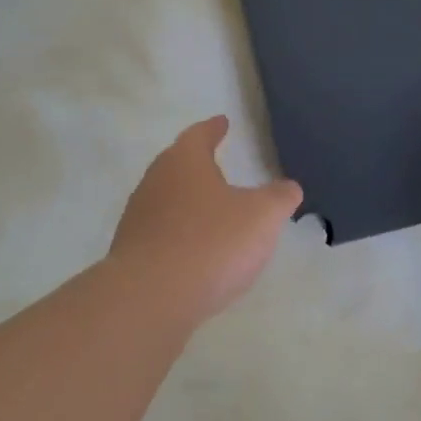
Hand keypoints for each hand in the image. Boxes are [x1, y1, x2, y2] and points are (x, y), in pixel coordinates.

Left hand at [110, 117, 302, 325]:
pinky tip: (196, 252)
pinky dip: (181, 235)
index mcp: (184, 162)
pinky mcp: (132, 252)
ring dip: (189, 203)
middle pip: (178, 165)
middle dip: (198, 165)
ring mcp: (139, 218)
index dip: (214, 129)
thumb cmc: (212, 243)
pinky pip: (162, 234)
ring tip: (212, 212)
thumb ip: (279, 198)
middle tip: (218, 165)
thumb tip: (288, 187)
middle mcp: (155, 182)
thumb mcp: (261, 217)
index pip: (200, 135)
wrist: (150, 297)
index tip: (222, 123)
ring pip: (168, 200)